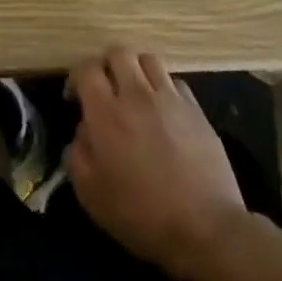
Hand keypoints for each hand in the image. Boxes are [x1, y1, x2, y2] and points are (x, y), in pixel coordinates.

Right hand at [67, 49, 249, 278]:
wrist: (205, 228)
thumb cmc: (141, 215)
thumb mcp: (91, 194)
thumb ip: (77, 154)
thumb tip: (83, 131)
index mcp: (106, 112)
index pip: (86, 68)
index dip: (77, 77)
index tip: (76, 98)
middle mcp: (137, 94)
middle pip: (118, 52)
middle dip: (106, 65)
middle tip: (105, 89)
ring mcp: (170, 98)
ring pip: (148, 59)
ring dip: (136, 70)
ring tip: (135, 93)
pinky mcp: (196, 109)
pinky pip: (174, 82)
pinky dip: (163, 88)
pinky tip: (163, 111)